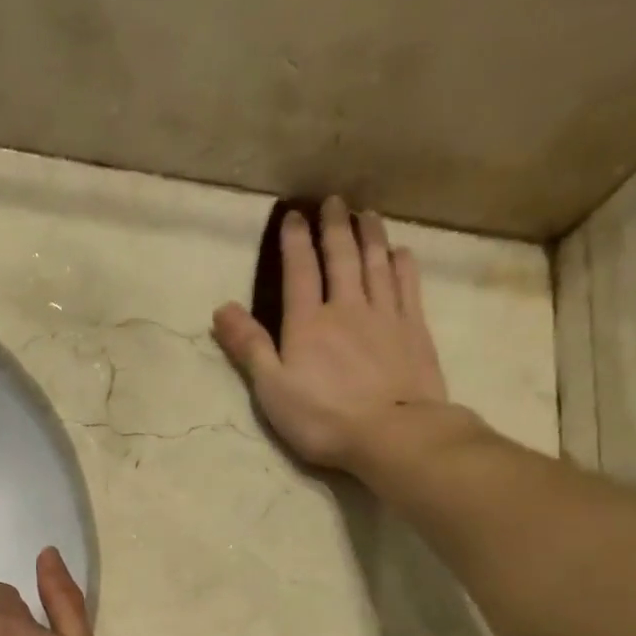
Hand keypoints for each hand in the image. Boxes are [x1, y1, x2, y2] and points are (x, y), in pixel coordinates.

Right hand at [212, 196, 455, 474]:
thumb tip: (221, 308)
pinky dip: (401, 265)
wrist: (393, 433)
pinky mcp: (413, 330)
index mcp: (307, 323)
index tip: (294, 215)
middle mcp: (346, 308)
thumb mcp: (272, 389)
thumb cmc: (323, 418)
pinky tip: (400, 253)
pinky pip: (407, 286)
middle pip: (341, 258)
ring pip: (376, 264)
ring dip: (370, 236)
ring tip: (366, 214)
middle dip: (335, 227)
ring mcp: (385, 316)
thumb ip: (249, 347)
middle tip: (333, 201)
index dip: (294, 241)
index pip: (299, 271)